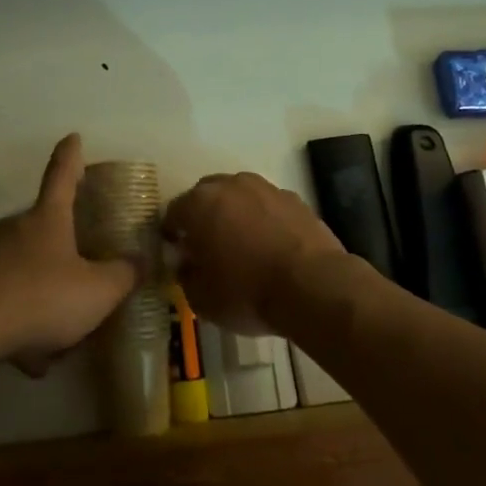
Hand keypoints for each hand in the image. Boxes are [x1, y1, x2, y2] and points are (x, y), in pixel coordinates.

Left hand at [0, 134, 138, 375]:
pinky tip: (29, 354)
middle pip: (43, 224)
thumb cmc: (41, 297)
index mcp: (48, 217)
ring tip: (58, 333)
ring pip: (24, 266)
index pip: (62, 175)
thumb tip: (139, 262)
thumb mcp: (97, 291)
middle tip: (81, 270)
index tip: (73, 137)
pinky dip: (21, 319)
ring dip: (42, 290)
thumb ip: (123, 276)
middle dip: (62, 244)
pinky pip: (6, 297)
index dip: (71, 155)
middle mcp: (16, 228)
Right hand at [162, 172, 345, 332]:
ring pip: (239, 195)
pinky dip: (264, 219)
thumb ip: (186, 276)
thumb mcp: (202, 299)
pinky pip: (268, 205)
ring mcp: (264, 188)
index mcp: (199, 204)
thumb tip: (187, 263)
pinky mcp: (294, 198)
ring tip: (242, 243)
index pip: (173, 212)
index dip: (172, 233)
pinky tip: (271, 245)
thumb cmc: (247, 292)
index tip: (177, 252)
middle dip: (203, 216)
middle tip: (207, 245)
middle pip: (206, 195)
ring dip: (234, 213)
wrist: (312, 285)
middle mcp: (229, 186)